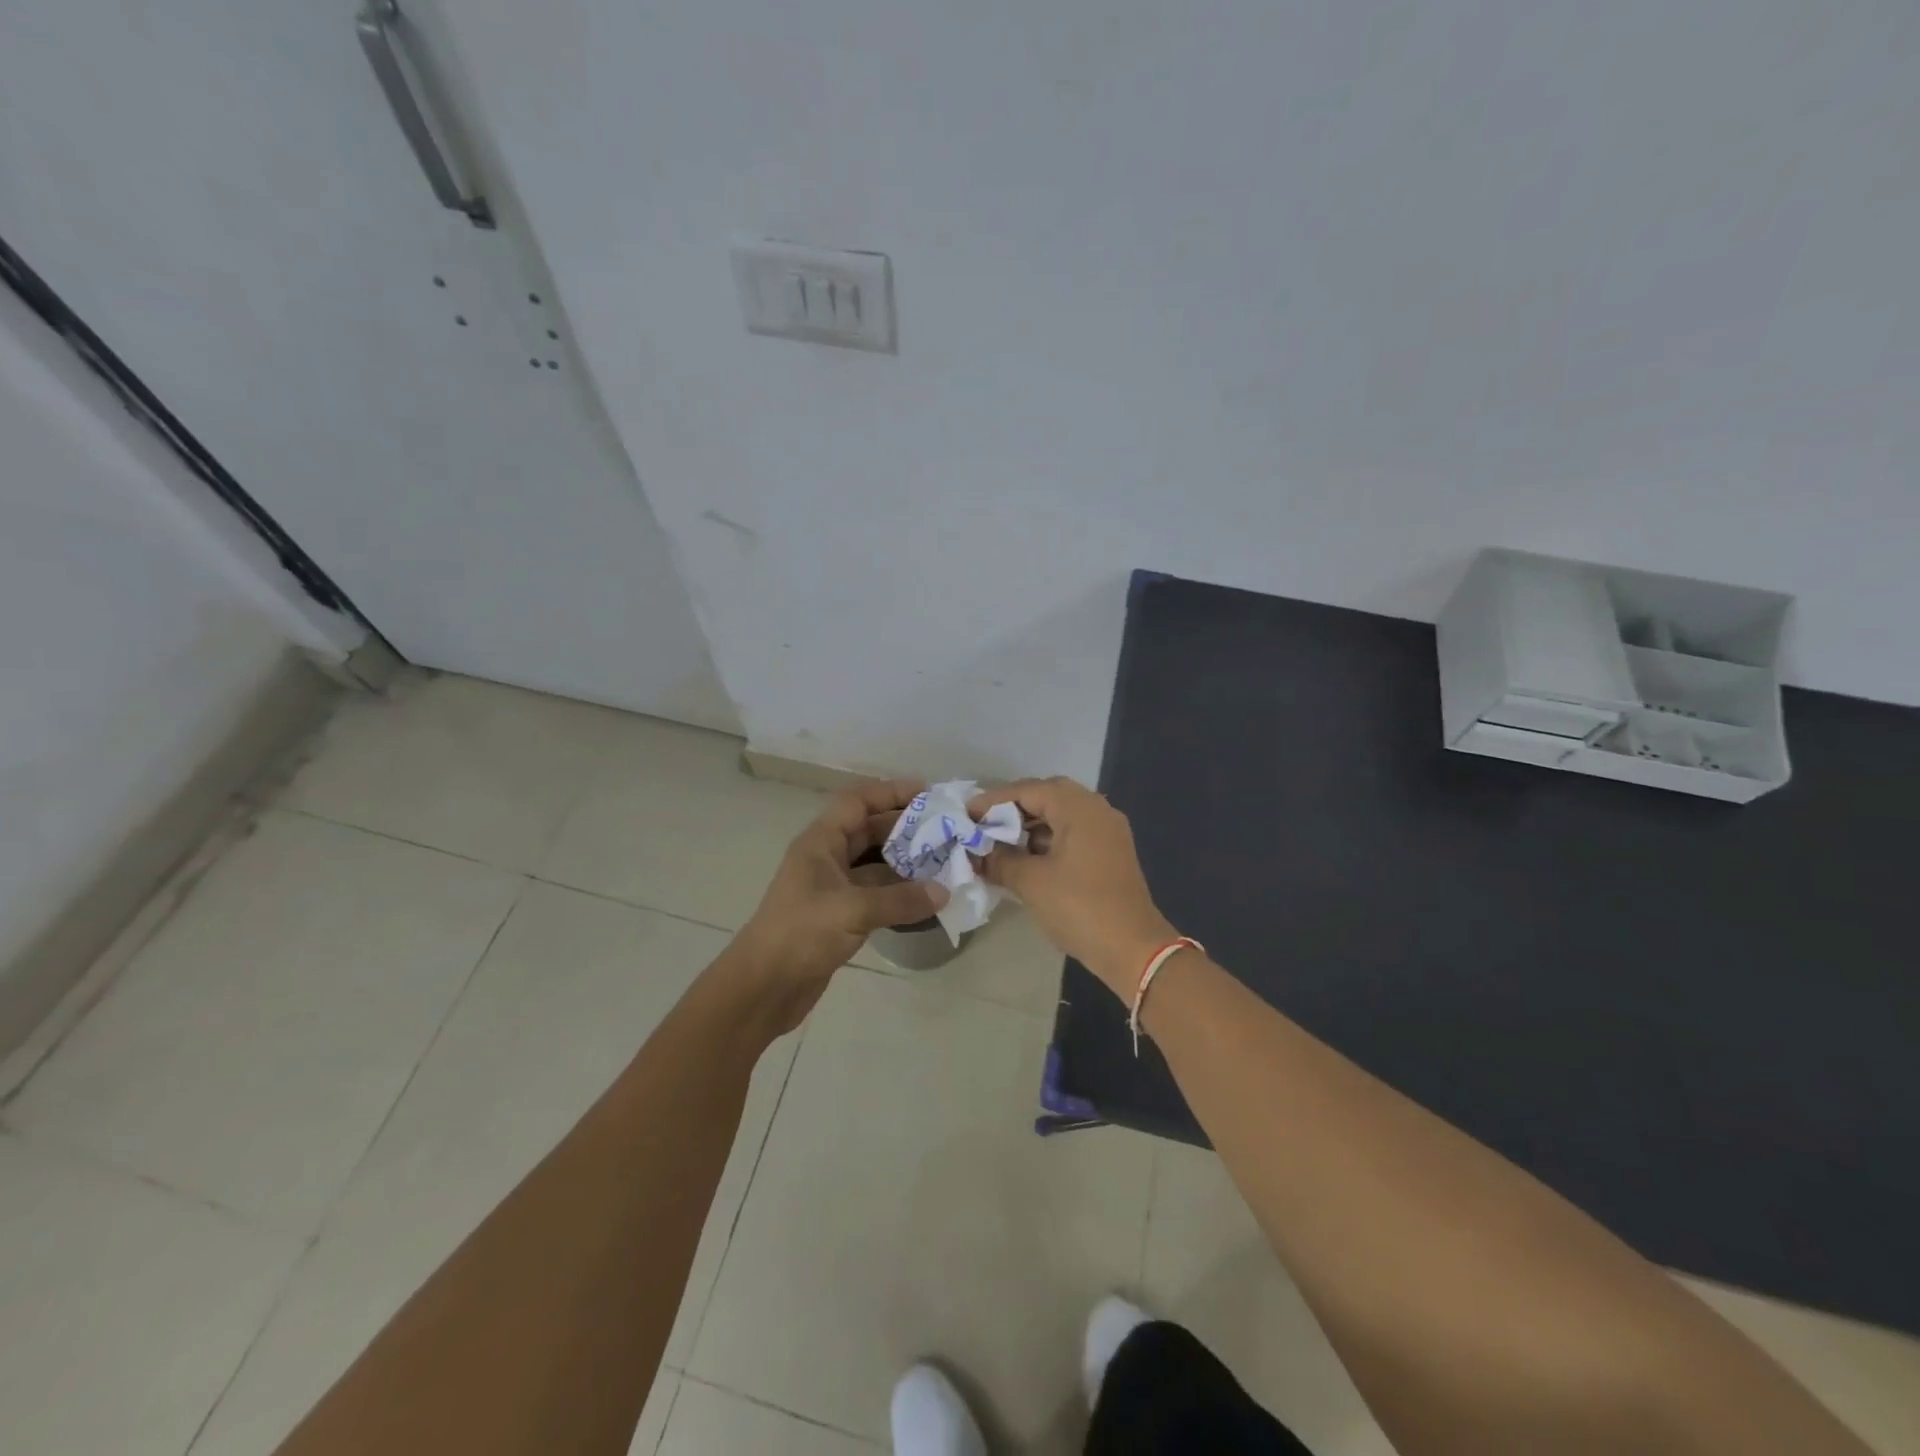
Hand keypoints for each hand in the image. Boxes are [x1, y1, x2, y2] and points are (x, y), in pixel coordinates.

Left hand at [730, 779, 946, 1029]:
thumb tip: (943, 892)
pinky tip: (927, 899)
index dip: (890, 792)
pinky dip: (899, 894)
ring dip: (906, 864)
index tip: (928, 793)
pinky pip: (876, 894)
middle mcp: (827, 858)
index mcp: (820, 842)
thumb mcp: (852, 910)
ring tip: (945, 863)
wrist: (763, 988)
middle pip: (869, 831)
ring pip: (875, 865)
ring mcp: (833, 888)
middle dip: (906, 829)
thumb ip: (900, 899)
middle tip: (946, 831)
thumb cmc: (800, 934)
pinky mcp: (840, 916)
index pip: (857, 802)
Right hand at [967, 777, 1177, 999]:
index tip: (966, 814)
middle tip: (983, 823)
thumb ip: (999, 860)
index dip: (993, 801)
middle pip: (1047, 796)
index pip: (1028, 790)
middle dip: (1012, 809)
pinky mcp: (1110, 852)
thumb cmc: (1079, 908)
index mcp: (1079, 807)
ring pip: (1061, 814)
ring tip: (998, 842)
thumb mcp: (1030, 882)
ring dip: (1030, 825)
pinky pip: (1072, 832)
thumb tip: (978, 853)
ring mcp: (1107, 831)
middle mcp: (1097, 809)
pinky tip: (1025, 858)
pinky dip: (1047, 839)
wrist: (1133, 948)